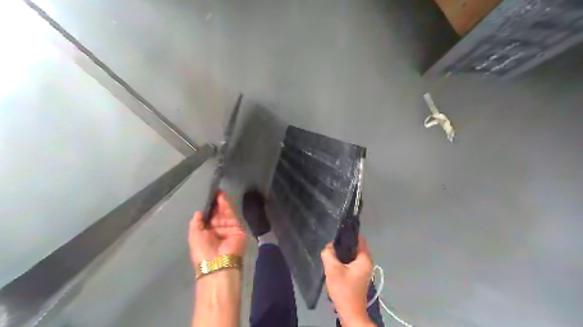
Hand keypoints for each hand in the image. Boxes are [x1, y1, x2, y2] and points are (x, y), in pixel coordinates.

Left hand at [190, 191, 246, 265]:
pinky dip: (226, 206)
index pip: (206, 218)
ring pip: (224, 213)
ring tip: (217, 191)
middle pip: (215, 214)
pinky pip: (231, 214)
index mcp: (205, 234)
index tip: (205, 197)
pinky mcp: (236, 227)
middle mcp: (216, 230)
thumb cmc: (202, 251)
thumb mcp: (194, 236)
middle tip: (212, 191)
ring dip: (220, 202)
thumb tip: (198, 211)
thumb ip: (196, 222)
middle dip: (214, 204)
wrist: (219, 263)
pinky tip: (222, 198)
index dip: (206, 208)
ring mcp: (227, 228)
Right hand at [320, 236, 375, 324]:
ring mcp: (363, 270)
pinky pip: (351, 263)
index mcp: (364, 259)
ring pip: (352, 255)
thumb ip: (329, 254)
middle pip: (355, 246)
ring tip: (330, 251)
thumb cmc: (344, 290)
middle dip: (343, 244)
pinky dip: (343, 261)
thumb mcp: (333, 269)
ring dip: (342, 254)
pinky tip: (334, 263)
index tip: (337, 232)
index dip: (348, 233)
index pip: (359, 238)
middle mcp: (367, 263)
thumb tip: (329, 246)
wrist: (350, 313)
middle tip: (331, 243)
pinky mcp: (358, 276)